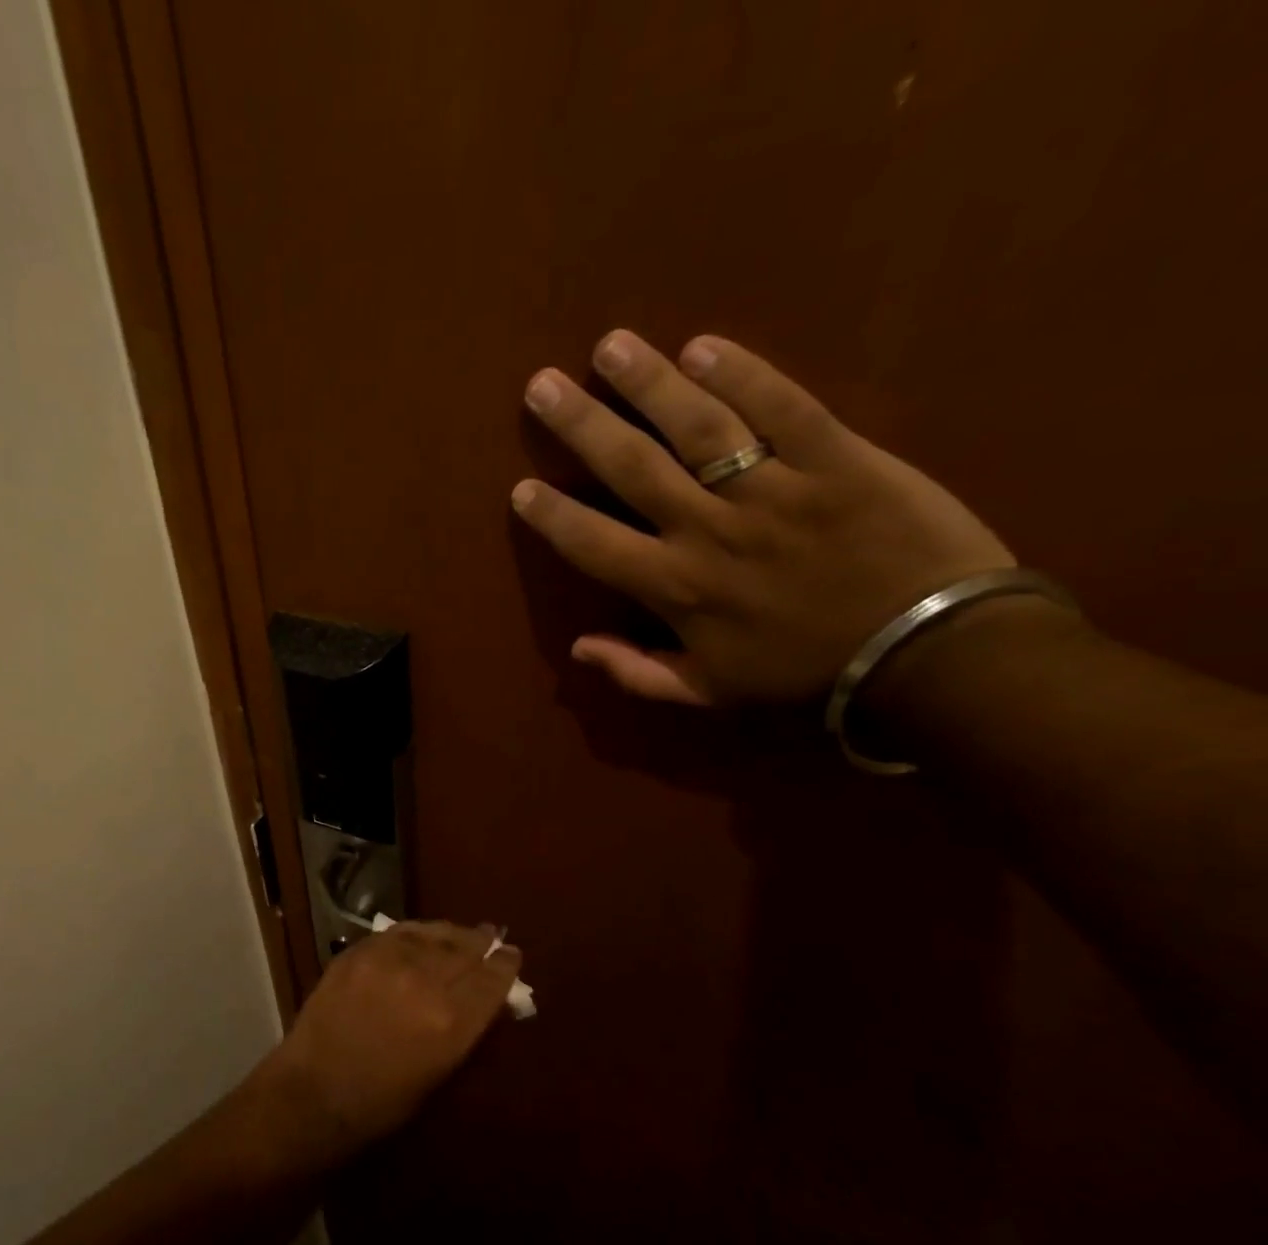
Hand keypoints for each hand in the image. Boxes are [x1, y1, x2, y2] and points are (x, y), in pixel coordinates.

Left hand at [250, 922, 520, 1169]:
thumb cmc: (383, 1103)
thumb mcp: (441, 1073)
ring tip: (462, 933)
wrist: (315, 1092)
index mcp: (452, 1021)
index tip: (512, 956)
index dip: (506, 965)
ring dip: (452, 934)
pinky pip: (399, 932)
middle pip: (466, 950)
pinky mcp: (360, 951)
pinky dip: (417, 932)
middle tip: (491, 937)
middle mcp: (425, 982)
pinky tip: (423, 934)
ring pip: (433, 934)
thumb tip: (487, 1000)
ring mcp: (389, 961)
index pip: (492, 980)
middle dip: (482, 944)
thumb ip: (466, 1029)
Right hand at [509, 329, 1012, 705]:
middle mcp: (710, 531)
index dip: (554, 515)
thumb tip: (578, 648)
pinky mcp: (838, 459)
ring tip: (610, 346)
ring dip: (648, 384)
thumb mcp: (711, 692)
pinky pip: (783, 408)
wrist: (928, 652)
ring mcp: (774, 490)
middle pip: (633, 468)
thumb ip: (638, 673)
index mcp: (677, 589)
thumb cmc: (807, 672)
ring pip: (697, 428)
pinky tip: (703, 346)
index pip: (595, 544)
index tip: (521, 487)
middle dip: (581, 425)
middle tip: (541, 386)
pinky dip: (742, 375)